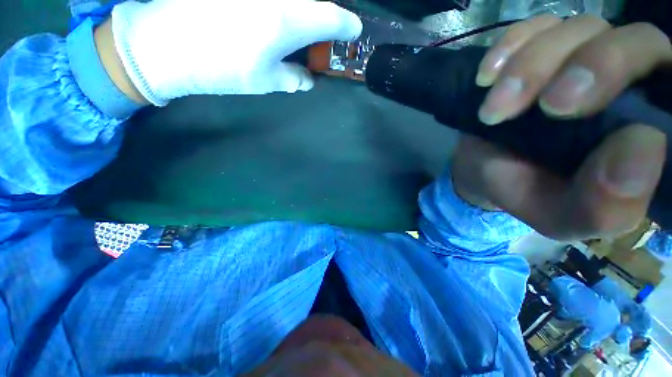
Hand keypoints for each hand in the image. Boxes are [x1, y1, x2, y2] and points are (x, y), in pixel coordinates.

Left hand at [110, 0, 361, 104]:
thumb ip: (293, 78)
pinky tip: (275, 20)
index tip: (353, 31)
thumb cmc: (221, 67)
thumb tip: (308, 80)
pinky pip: (275, 2)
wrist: (165, 44)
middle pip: (314, 2)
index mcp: (287, 21)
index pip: (330, 17)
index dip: (347, 25)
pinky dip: (284, 10)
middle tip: (325, 34)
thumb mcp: (265, 81)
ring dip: (305, 11)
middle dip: (325, 17)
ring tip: (297, 31)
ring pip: (295, 0)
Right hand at [452, 16, 671, 239]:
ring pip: (580, 28)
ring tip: (493, 110)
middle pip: (638, 41)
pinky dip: (510, 47)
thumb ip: (604, 206)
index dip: (662, 89)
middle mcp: (629, 83)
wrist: (483, 170)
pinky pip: (534, 26)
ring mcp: (582, 56)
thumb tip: (643, 145)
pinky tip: (487, 77)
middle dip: (594, 66)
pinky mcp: (541, 48)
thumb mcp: (562, 217)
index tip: (621, 122)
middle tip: (548, 107)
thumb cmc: (525, 192)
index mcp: (649, 131)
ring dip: (531, 67)